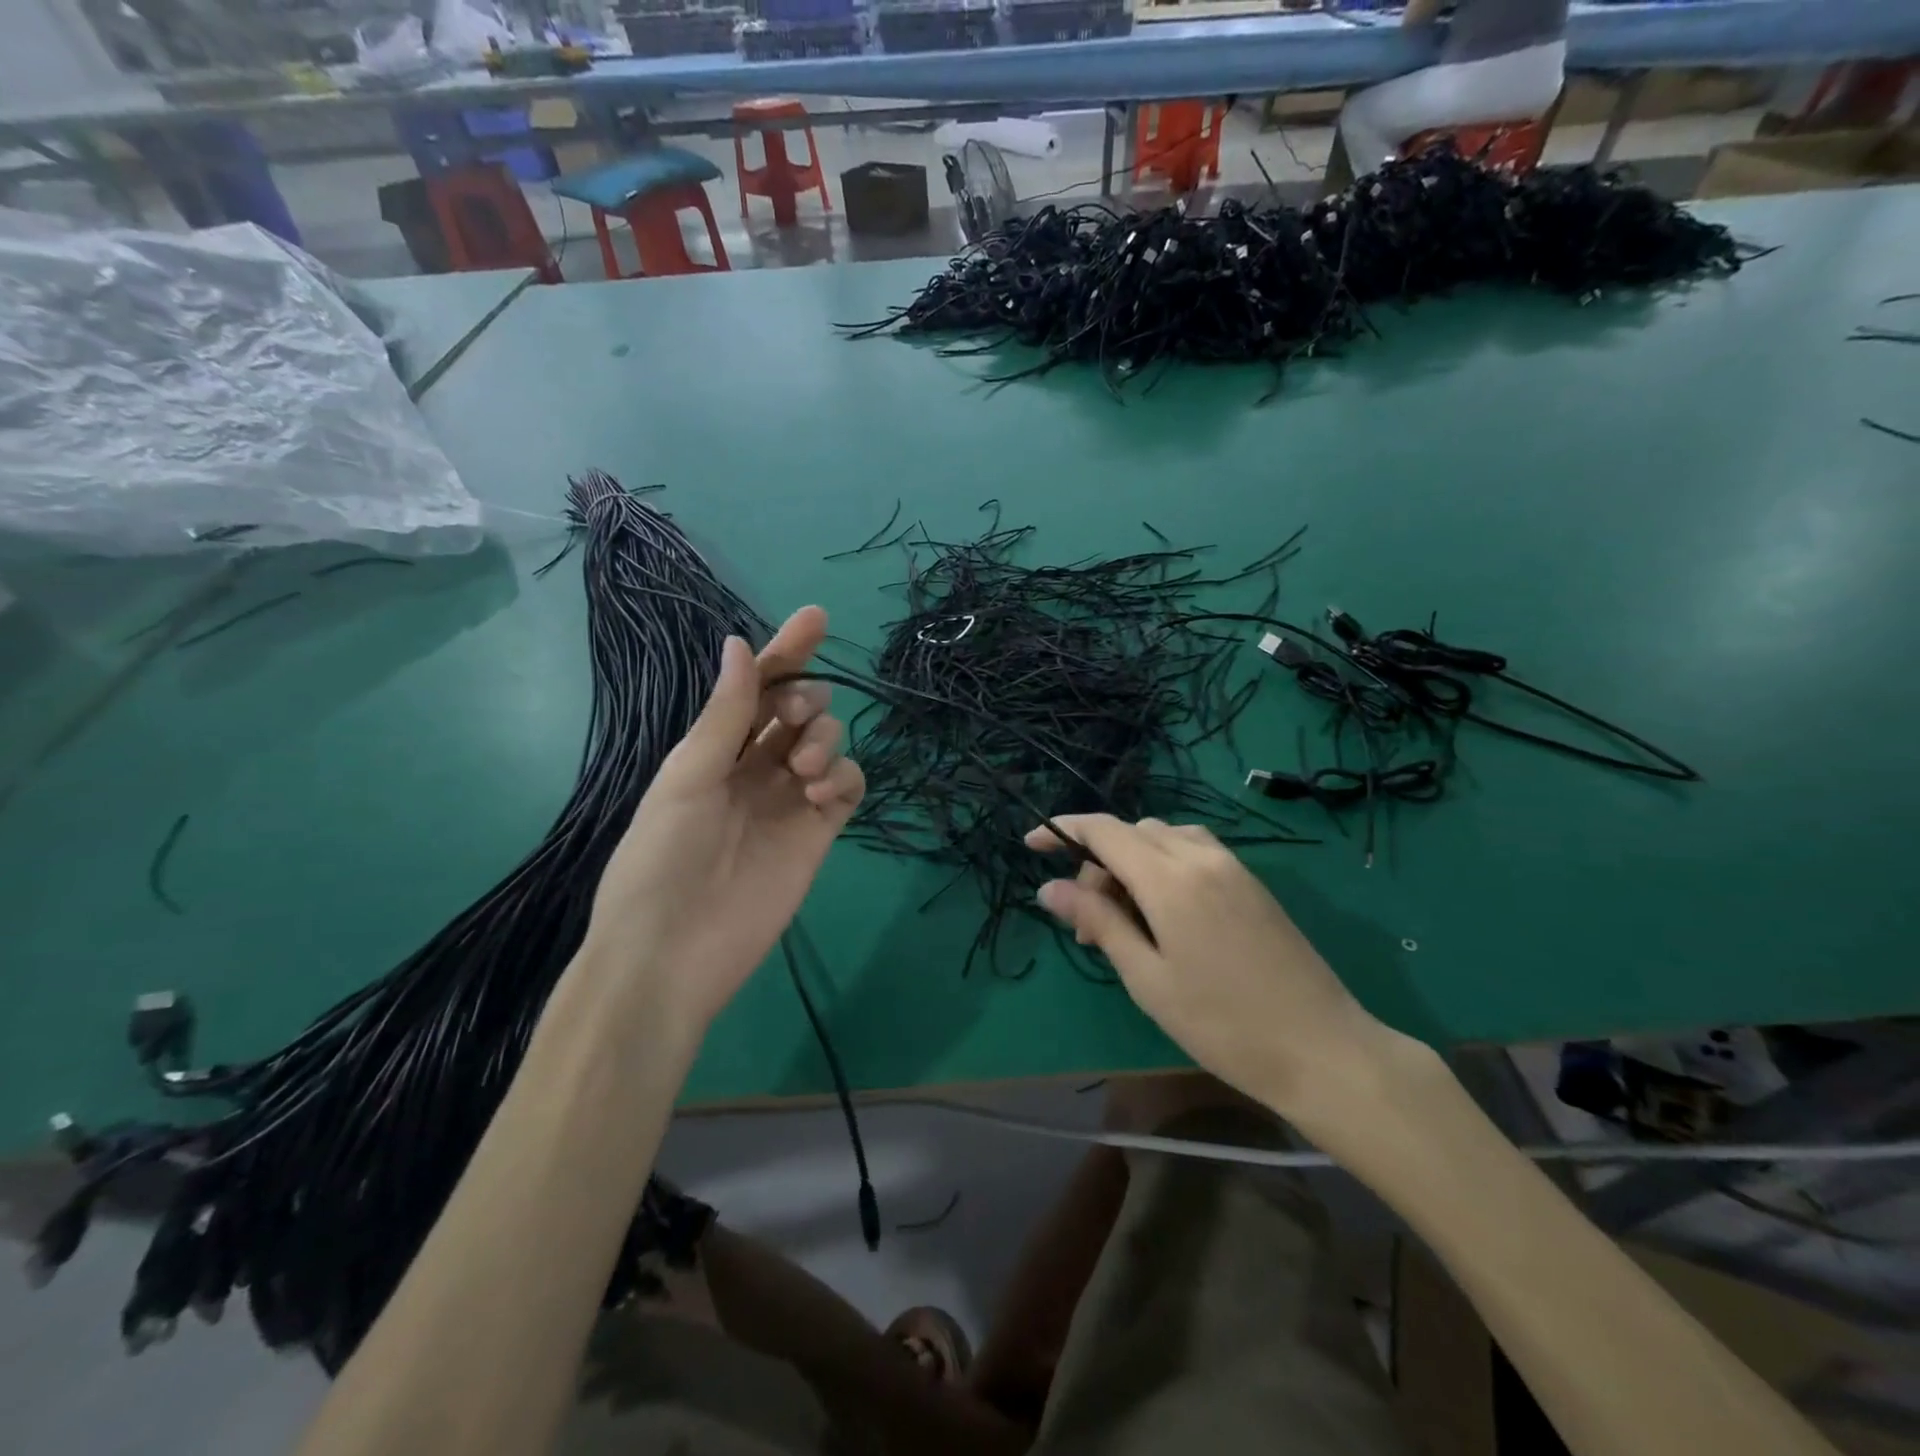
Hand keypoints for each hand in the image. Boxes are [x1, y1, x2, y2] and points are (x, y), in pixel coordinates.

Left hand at [583, 606, 862, 1034]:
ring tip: (802, 771)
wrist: (673, 954)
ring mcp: (789, 801)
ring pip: (829, 744)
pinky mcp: (818, 834)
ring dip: (825, 739)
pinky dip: (844, 779)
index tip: (816, 616)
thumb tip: (740, 643)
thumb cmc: (661, 859)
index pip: (758, 688)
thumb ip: (725, 714)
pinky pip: (847, 788)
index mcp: (715, 749)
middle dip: (808, 699)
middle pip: (801, 710)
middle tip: (798, 718)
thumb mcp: (687, 777)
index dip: (786, 652)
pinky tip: (823, 796)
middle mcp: (755, 768)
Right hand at [1027, 816, 1418, 1122]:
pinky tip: (1163, 912)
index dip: (1063, 829)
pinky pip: (1192, 851)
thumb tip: (1048, 888)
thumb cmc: (1223, 1024)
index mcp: (1170, 878)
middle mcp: (1200, 857)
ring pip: (1163, 838)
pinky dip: (1163, 865)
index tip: (1032, 844)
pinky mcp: (1251, 882)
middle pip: (1132, 833)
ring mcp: (1232, 866)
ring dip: (1131, 862)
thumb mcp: (1147, 977)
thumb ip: (1098, 922)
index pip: (1104, 830)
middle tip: (1088, 926)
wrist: (1322, 1049)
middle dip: (1097, 863)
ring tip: (1125, 919)